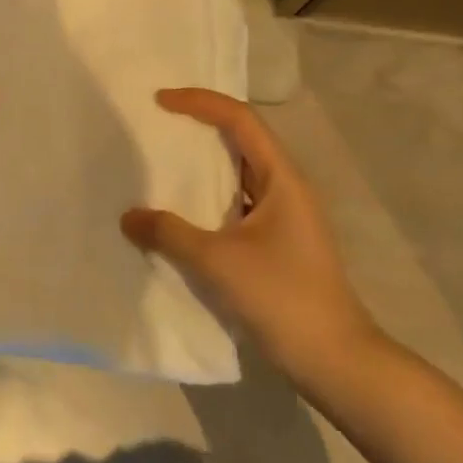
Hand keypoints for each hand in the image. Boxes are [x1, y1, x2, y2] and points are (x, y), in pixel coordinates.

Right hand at [121, 88, 381, 393]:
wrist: (335, 361)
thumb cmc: (282, 297)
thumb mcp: (217, 261)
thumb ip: (168, 233)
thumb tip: (128, 217)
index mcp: (282, 179)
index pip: (241, 120)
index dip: (200, 102)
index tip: (160, 101)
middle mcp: (285, 189)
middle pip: (241, 140)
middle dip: (200, 126)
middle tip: (157, 125)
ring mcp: (283, 217)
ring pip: (238, 174)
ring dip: (203, 164)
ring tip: (161, 162)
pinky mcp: (275, 244)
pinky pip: (235, 204)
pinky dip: (206, 198)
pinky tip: (179, 212)